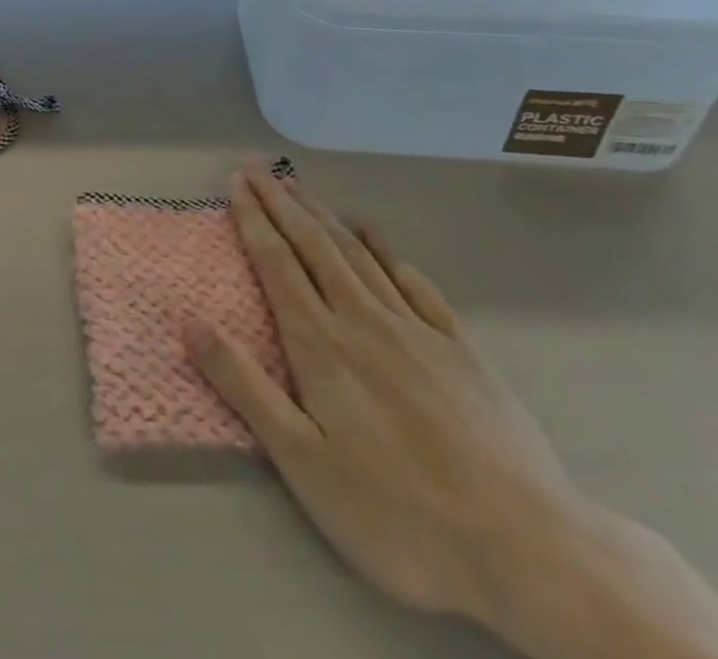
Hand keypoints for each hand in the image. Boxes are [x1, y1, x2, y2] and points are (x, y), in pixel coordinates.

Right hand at [183, 164, 589, 630]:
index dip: (253, 219)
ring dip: (323, 215)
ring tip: (300, 187)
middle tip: (257, 168)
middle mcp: (363, 320)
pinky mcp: (461, 348)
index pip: (276, 263)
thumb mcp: (303, 462)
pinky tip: (373, 234)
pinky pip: (414, 282)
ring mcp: (416, 329)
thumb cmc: (398, 515)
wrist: (528, 549)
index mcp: (320, 344)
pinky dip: (387, 250)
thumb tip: (189, 321)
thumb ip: (244, 386)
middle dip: (281, 202)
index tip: (235, 183)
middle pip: (313, 245)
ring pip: (357, 254)